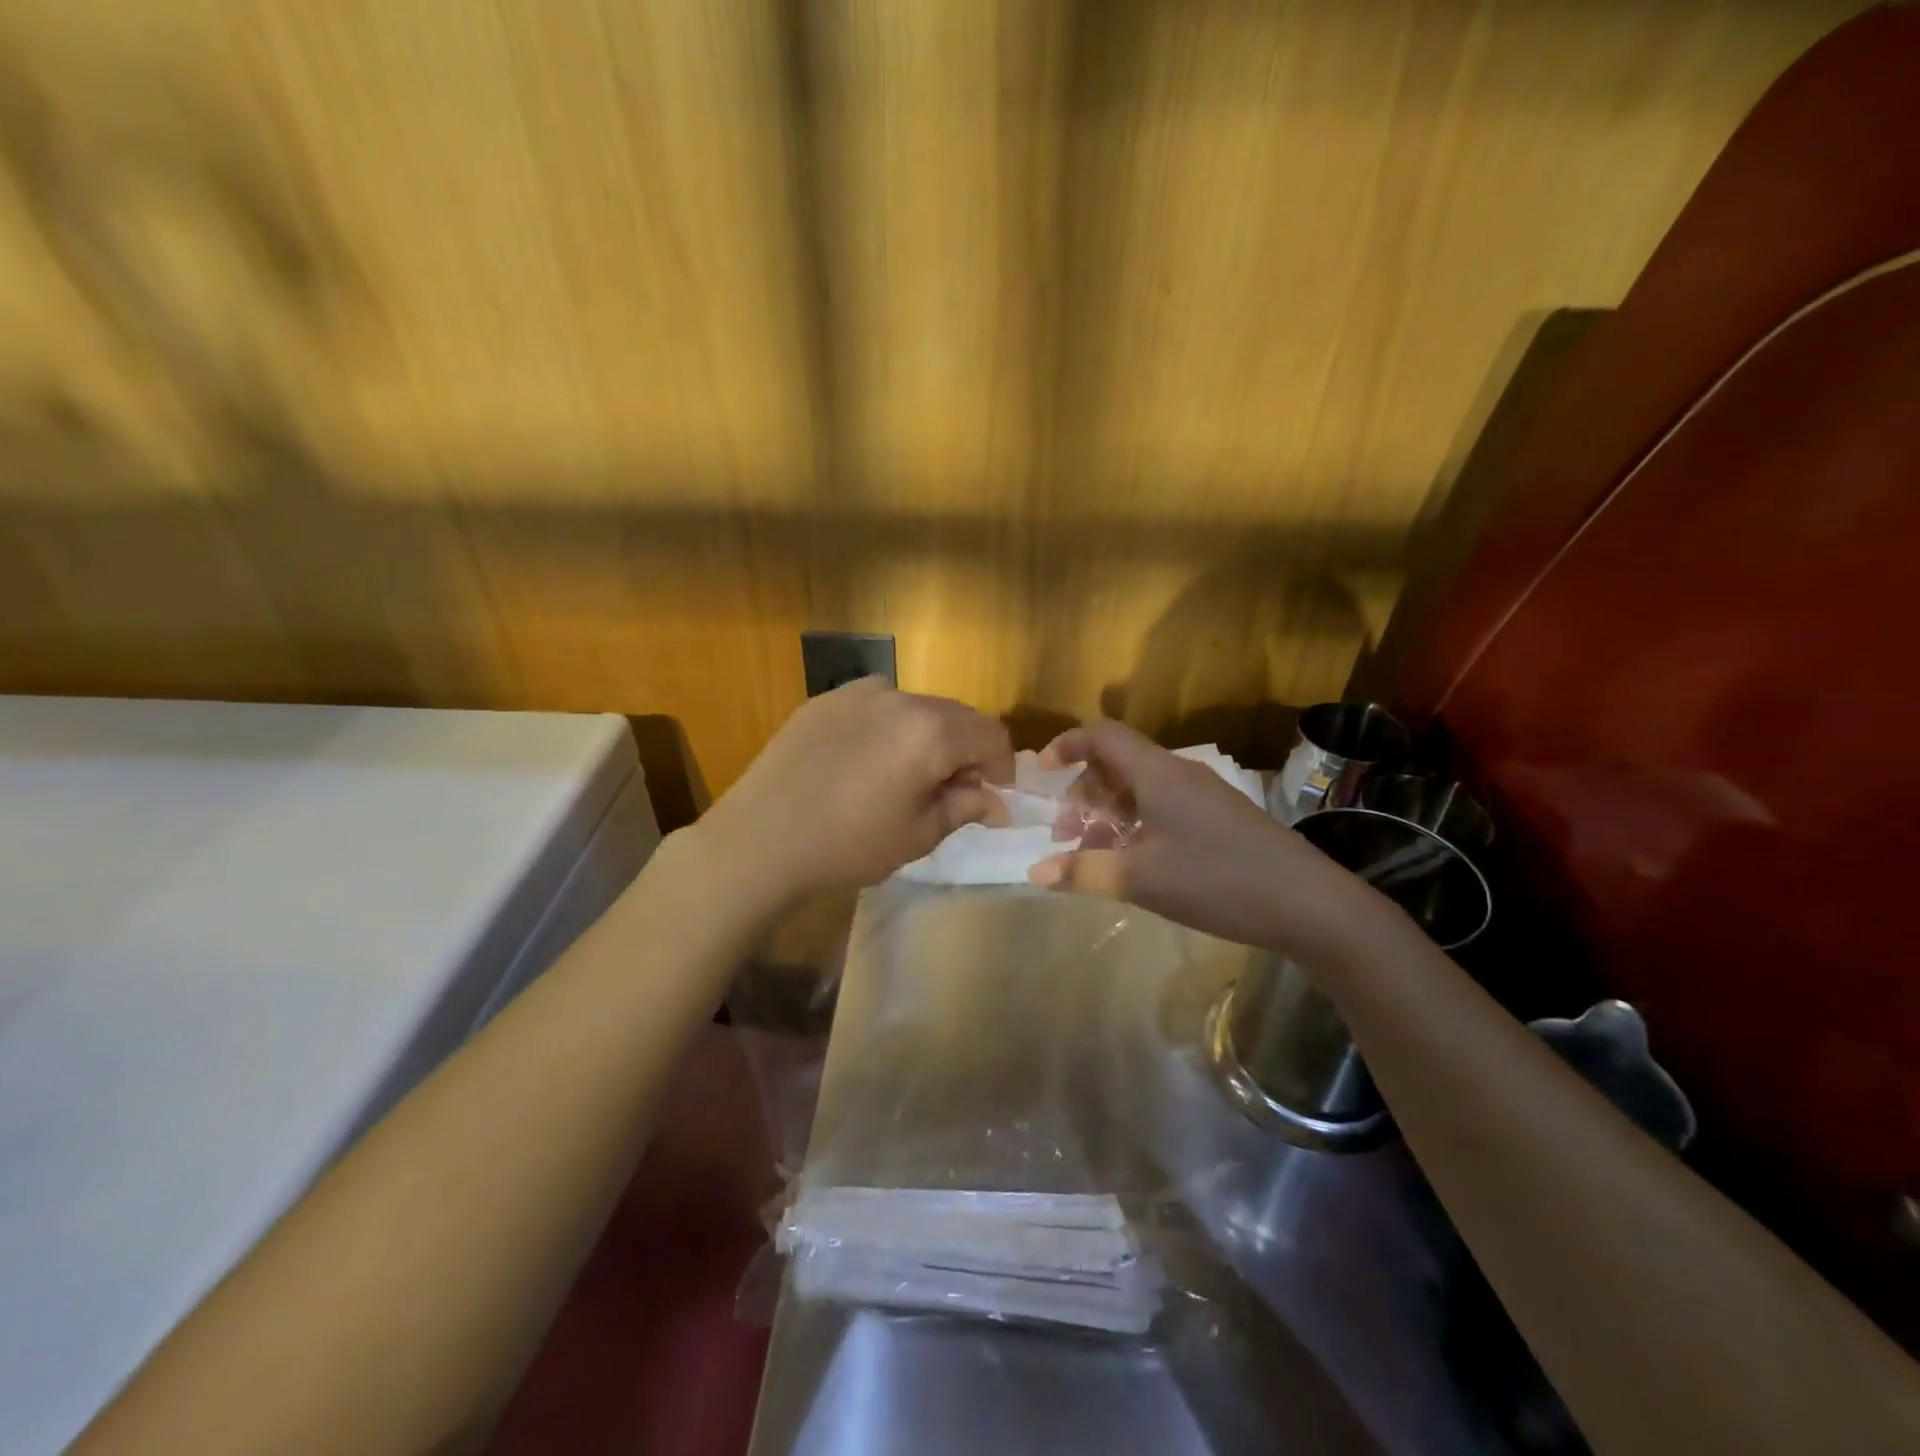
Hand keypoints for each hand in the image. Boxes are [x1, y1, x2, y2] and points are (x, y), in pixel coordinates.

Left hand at [699, 678, 1013, 905]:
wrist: (758, 841)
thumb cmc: (847, 846)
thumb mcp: (917, 835)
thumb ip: (964, 807)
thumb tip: (996, 801)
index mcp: (930, 730)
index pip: (990, 733)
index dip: (1001, 765)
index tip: (994, 795)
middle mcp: (898, 697)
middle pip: (954, 715)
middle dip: (966, 749)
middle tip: (954, 790)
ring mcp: (856, 693)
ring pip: (914, 708)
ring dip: (927, 736)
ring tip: (907, 776)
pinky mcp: (822, 701)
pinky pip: (875, 706)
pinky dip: (888, 728)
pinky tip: (867, 763)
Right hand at [1028, 719, 1371, 959]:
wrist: (1309, 903)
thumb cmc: (1216, 881)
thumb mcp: (1141, 879)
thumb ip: (1084, 872)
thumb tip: (1035, 872)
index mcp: (1157, 773)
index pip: (1103, 736)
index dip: (1067, 744)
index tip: (1042, 771)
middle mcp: (1180, 773)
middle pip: (1118, 763)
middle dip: (1084, 793)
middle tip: (1068, 835)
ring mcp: (1204, 795)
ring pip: (1142, 788)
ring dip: (1110, 813)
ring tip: (1096, 855)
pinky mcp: (1221, 817)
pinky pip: (1164, 806)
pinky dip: (1137, 824)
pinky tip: (1137, 863)